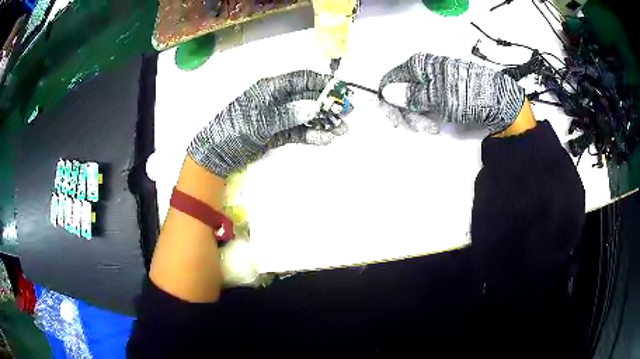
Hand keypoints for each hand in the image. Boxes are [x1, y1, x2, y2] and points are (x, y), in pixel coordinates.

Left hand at [187, 70, 346, 177]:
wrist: (217, 154)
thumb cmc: (234, 130)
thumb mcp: (260, 120)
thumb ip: (287, 113)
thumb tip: (314, 107)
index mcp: (271, 88)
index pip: (301, 80)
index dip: (322, 83)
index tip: (340, 90)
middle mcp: (277, 99)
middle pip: (308, 98)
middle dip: (328, 104)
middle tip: (347, 112)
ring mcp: (279, 117)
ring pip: (306, 115)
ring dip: (324, 122)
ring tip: (341, 130)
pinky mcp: (278, 133)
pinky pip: (299, 131)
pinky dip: (312, 134)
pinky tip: (325, 139)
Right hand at [379, 53, 524, 133]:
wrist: (500, 102)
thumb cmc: (469, 96)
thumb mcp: (439, 97)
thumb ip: (411, 95)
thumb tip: (386, 92)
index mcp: (418, 65)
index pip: (390, 81)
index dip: (388, 102)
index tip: (395, 121)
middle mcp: (423, 70)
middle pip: (400, 92)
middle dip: (406, 113)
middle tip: (420, 129)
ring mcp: (434, 81)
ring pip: (413, 100)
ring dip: (418, 118)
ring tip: (433, 129)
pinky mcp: (444, 91)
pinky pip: (426, 104)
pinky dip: (428, 116)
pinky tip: (437, 125)